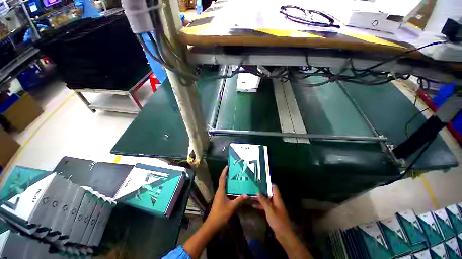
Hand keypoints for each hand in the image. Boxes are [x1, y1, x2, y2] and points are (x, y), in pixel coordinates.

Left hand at [205, 166, 247, 231]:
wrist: (212, 224)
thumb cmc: (221, 214)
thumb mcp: (232, 207)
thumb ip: (239, 200)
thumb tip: (247, 195)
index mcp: (221, 191)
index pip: (222, 178)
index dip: (224, 171)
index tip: (227, 166)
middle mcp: (219, 191)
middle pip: (222, 180)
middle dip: (227, 175)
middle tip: (234, 171)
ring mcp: (219, 196)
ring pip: (223, 186)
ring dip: (228, 181)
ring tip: (235, 178)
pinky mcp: (220, 199)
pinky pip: (224, 190)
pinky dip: (228, 187)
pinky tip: (234, 189)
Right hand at [254, 185, 291, 239]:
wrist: (284, 234)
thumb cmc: (277, 220)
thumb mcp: (269, 210)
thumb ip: (264, 201)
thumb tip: (258, 192)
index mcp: (277, 199)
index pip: (274, 188)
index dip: (268, 184)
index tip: (261, 181)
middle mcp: (276, 202)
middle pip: (269, 193)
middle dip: (262, 191)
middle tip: (254, 187)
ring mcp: (274, 207)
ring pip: (266, 200)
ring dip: (260, 198)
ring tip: (252, 195)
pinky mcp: (272, 213)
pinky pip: (266, 207)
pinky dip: (261, 205)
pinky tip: (254, 206)